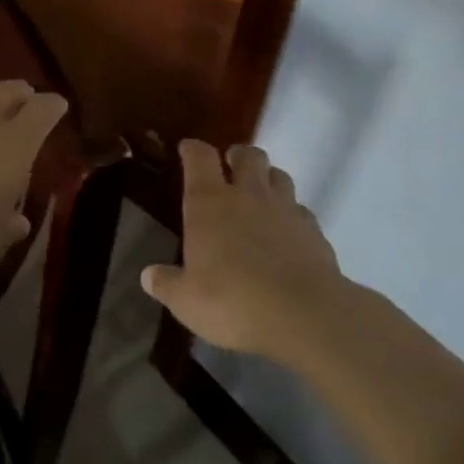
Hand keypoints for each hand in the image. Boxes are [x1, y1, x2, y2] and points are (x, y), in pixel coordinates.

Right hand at [142, 139, 350, 360]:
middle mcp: (249, 195)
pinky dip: (291, 213)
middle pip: (248, 155)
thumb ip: (167, 284)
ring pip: (279, 175)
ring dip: (268, 178)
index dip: (192, 149)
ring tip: (259, 195)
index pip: (199, 158)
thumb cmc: (232, 301)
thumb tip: (149, 276)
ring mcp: (286, 209)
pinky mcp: (314, 230)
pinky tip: (285, 232)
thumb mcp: (186, 300)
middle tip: (230, 167)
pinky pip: (300, 209)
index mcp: (209, 203)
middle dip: (238, 156)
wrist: (303, 315)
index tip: (187, 149)